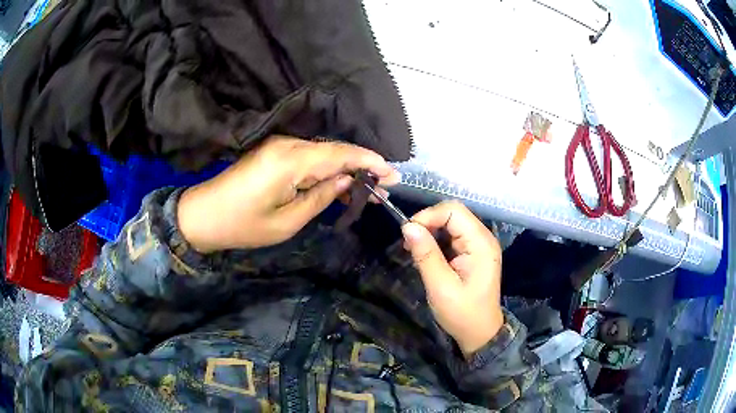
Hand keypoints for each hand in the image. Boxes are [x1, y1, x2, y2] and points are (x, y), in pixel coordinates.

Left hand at [178, 136, 399, 252]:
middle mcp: (288, 145)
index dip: (370, 161)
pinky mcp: (274, 152)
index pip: (340, 153)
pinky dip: (328, 168)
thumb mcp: (287, 222)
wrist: (203, 215)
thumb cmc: (242, 226)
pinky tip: (341, 183)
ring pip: (324, 152)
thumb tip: (347, 179)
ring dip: (347, 168)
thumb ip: (321, 197)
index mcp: (290, 160)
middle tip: (384, 188)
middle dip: (363, 166)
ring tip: (369, 189)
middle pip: (335, 150)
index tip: (393, 175)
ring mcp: (280, 145)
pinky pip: (310, 156)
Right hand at [401, 201, 503, 356]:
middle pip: (453, 214)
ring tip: (414, 251)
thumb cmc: (462, 313)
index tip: (408, 233)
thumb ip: (426, 255)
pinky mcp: (472, 252)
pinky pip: (452, 236)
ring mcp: (478, 244)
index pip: (454, 211)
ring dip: (430, 232)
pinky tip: (425, 255)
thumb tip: (407, 227)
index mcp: (481, 243)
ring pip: (450, 223)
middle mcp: (482, 238)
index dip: (429, 216)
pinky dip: (436, 241)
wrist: (479, 332)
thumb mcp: (441, 287)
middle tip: (409, 244)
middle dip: (428, 223)